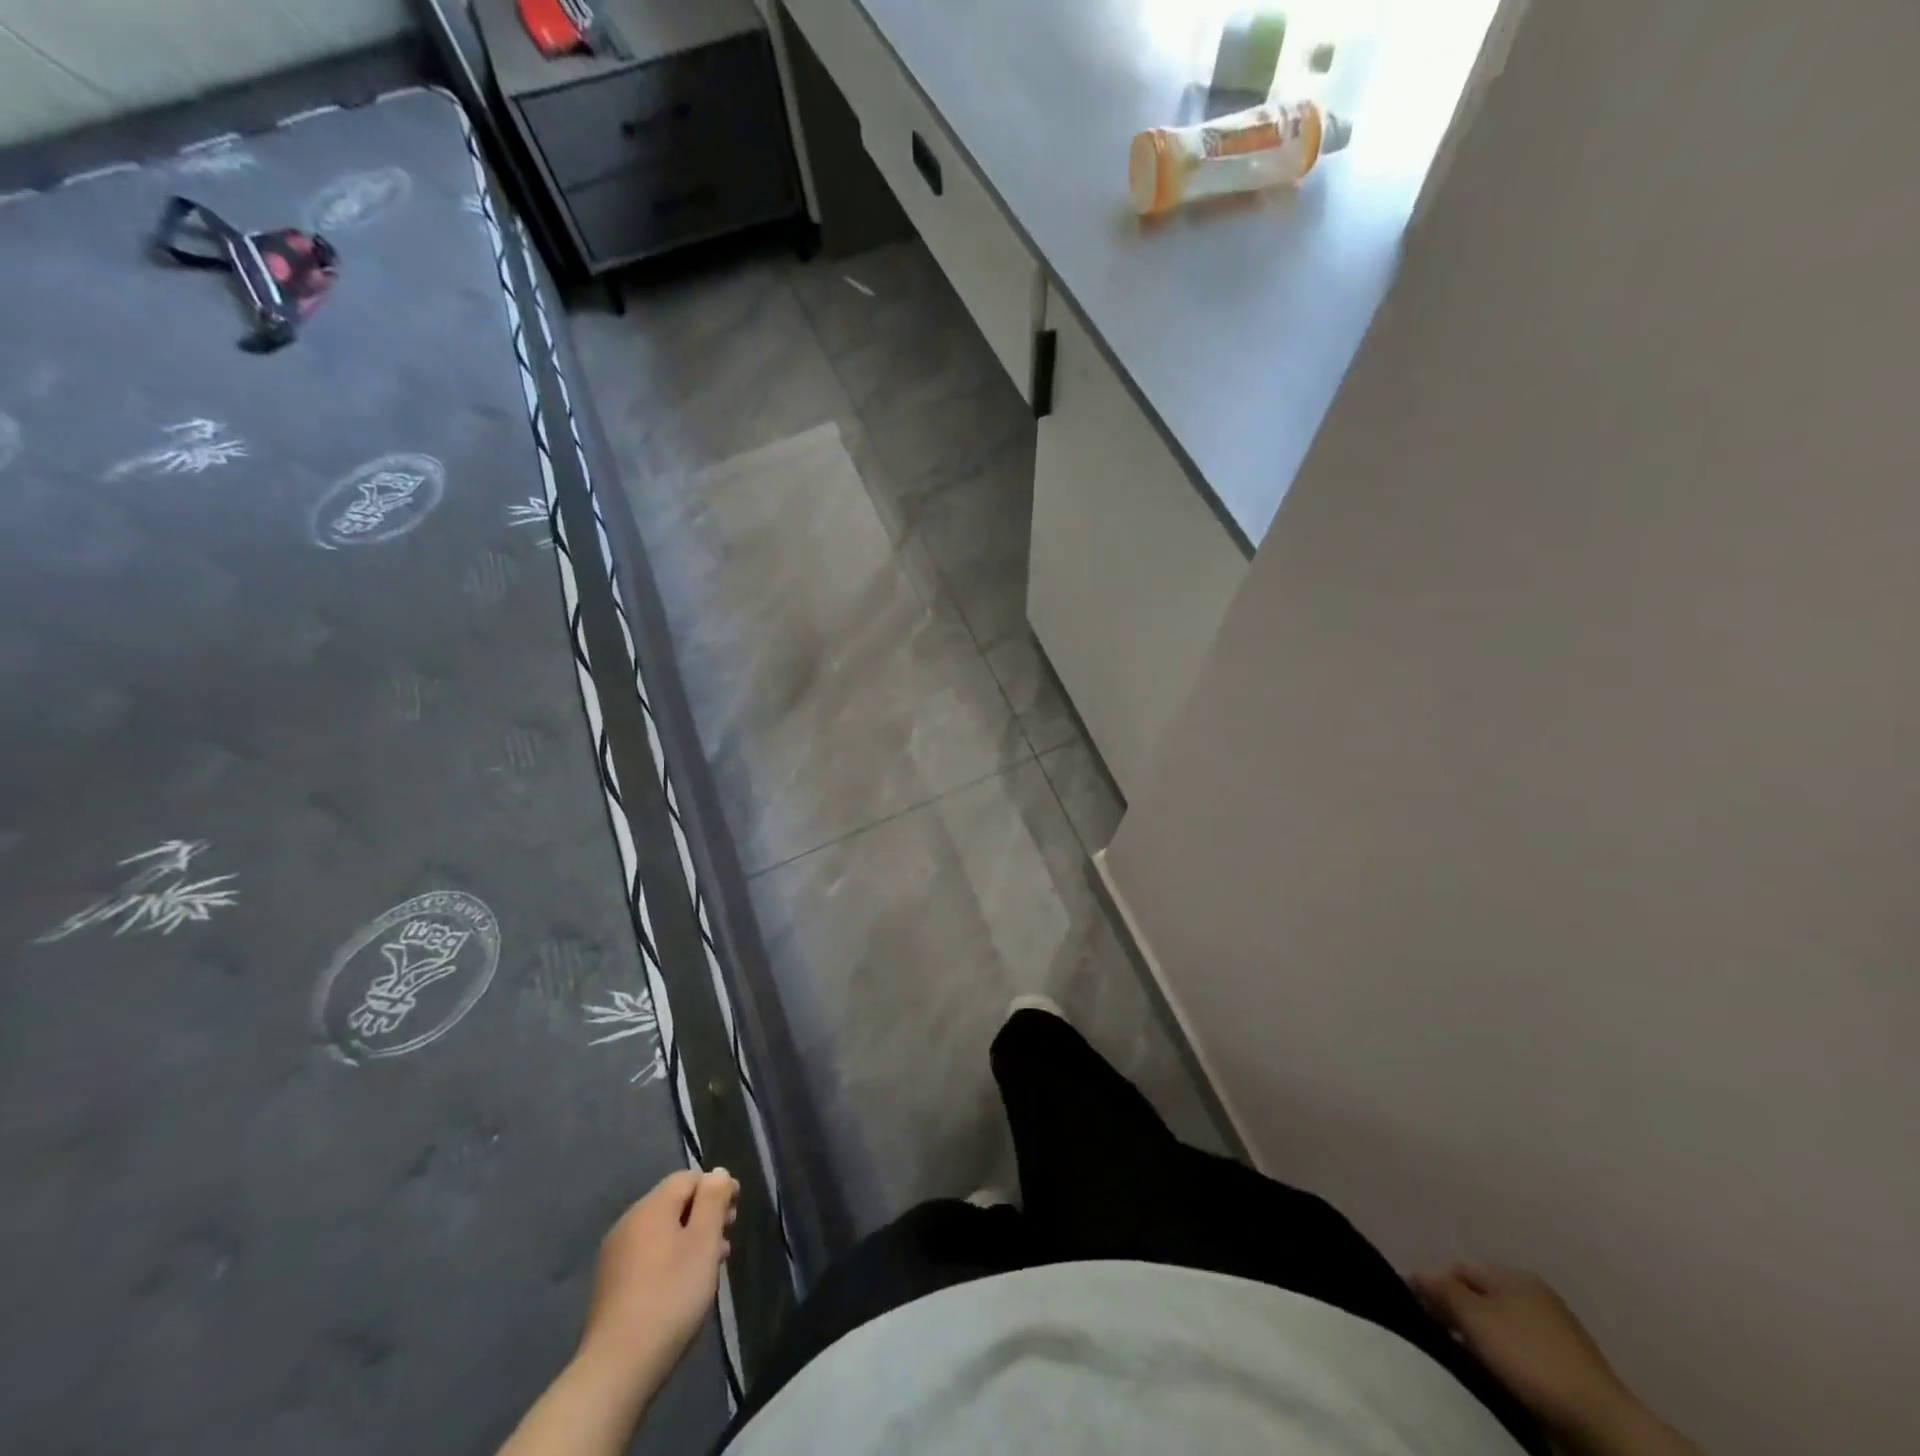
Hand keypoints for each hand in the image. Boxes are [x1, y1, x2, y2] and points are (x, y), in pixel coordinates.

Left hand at [577, 1169, 738, 1391]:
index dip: (716, 1187)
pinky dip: (671, 1259)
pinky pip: (648, 1256)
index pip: (688, 1178)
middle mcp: (629, 1224)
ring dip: (690, 1239)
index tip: (736, 1209)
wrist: (617, 1368)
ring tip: (713, 1264)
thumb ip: (713, 1201)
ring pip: (662, 1232)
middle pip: (674, 1204)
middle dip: (704, 1214)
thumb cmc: (670, 1296)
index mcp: (651, 1207)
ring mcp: (615, 1257)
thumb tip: (717, 1172)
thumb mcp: (704, 1242)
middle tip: (728, 1236)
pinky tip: (684, 1285)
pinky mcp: (611, 1287)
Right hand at [1412, 1263, 1641, 1450]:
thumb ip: (1442, 1290)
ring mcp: (1555, 1333)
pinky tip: (1498, 1379)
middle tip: (1441, 1339)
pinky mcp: (1567, 1368)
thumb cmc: (1530, 1359)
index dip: (1435, 1284)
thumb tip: (1416, 1274)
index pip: (1459, 1266)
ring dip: (1480, 1341)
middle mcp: (1535, 1295)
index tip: (1420, 1313)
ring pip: (1499, 1327)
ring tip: (1467, 1363)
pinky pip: (1520, 1353)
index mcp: (1514, 1275)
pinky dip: (1504, 1362)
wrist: (1601, 1425)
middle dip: (1458, 1314)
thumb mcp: (1475, 1318)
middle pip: (1479, 1296)